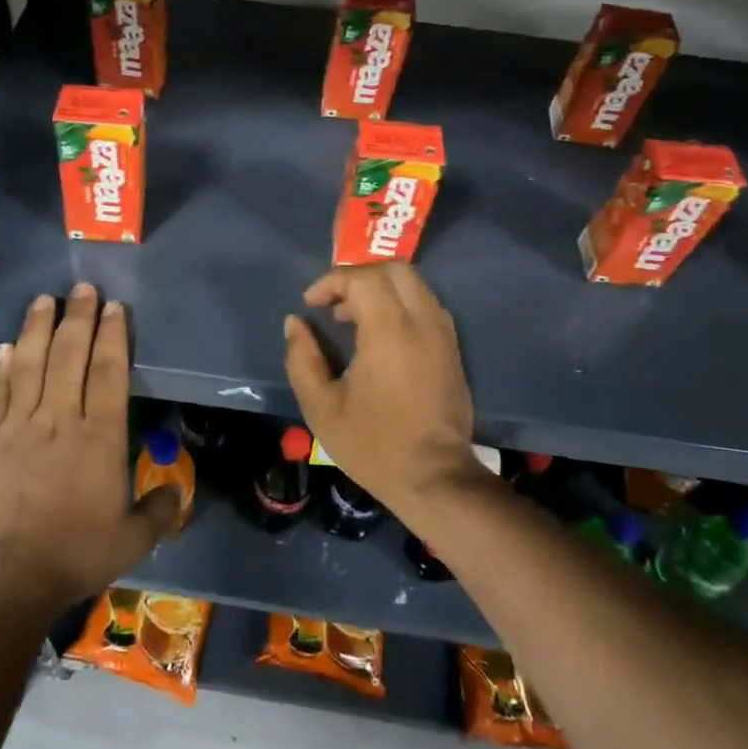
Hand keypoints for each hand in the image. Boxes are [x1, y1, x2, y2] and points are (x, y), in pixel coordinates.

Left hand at [0, 284, 180, 611]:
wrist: (9, 579)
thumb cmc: (77, 554)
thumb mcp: (133, 539)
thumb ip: (158, 511)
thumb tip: (176, 493)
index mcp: (100, 436)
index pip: (109, 372)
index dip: (113, 335)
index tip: (114, 307)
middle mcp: (61, 419)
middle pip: (70, 355)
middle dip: (78, 317)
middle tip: (82, 288)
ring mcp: (21, 426)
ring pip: (32, 364)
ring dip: (38, 329)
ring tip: (44, 300)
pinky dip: (3, 367)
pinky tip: (7, 346)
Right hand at [281, 263, 482, 515]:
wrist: (435, 478)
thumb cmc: (373, 445)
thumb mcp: (321, 407)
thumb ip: (302, 359)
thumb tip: (295, 323)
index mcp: (389, 332)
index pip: (362, 279)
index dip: (331, 283)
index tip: (311, 305)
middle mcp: (422, 323)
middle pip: (394, 270)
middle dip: (359, 276)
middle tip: (334, 304)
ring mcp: (443, 335)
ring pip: (414, 285)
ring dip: (381, 289)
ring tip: (353, 319)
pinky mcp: (452, 350)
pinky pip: (427, 306)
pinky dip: (401, 304)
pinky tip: (381, 335)